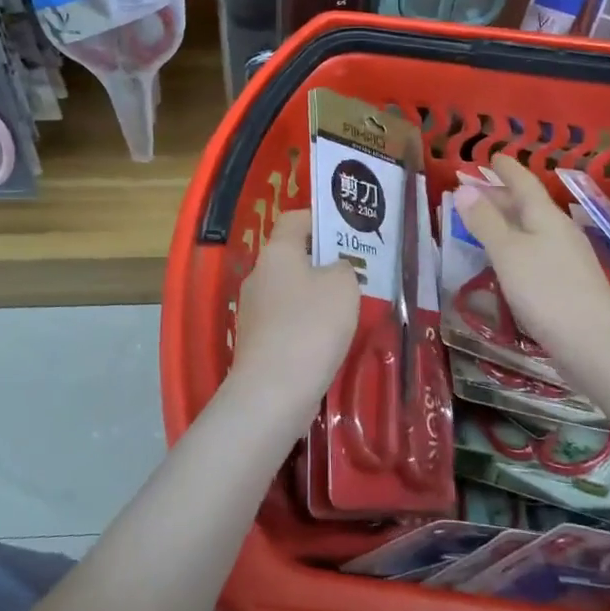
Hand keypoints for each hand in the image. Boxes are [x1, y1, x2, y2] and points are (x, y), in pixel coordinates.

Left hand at [228, 209, 359, 423]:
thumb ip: (344, 268)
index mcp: (277, 251)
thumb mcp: (343, 285)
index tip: (347, 233)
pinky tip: (328, 340)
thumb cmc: (311, 325)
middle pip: (292, 256)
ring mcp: (253, 310)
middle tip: (356, 273)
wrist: (273, 392)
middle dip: (322, 261)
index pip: (294, 218)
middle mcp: (259, 274)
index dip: (320, 220)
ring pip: (290, 290)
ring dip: (316, 296)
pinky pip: (286, 321)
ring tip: (348, 308)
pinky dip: (306, 325)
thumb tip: (335, 269)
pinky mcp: (256, 342)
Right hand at [456, 154, 609, 367]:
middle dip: (501, 195)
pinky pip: (535, 252)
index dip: (507, 169)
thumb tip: (464, 188)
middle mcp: (559, 231)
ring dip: (507, 221)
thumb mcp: (508, 253)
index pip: (524, 183)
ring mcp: (567, 259)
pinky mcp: (568, 285)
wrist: (597, 346)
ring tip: (483, 222)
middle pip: (528, 205)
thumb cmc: (547, 291)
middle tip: (474, 189)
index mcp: (546, 216)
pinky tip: (507, 260)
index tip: (492, 156)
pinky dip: (516, 246)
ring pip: (532, 229)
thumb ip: (485, 222)